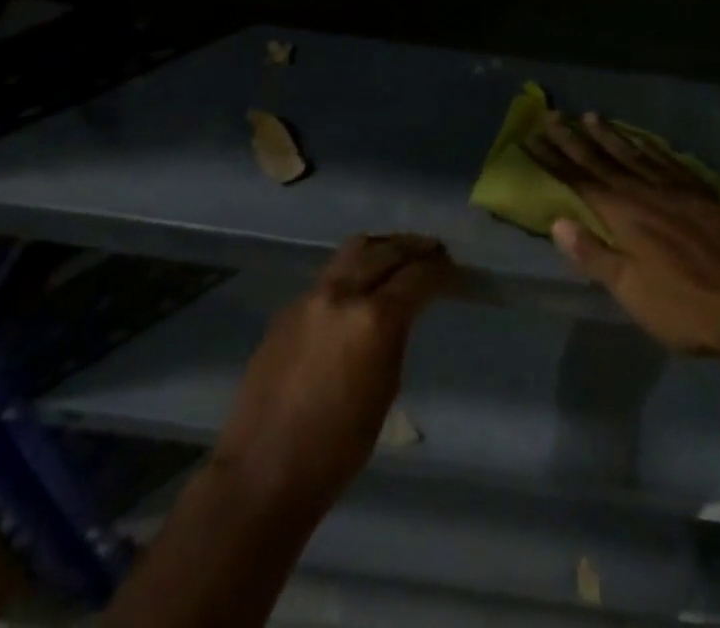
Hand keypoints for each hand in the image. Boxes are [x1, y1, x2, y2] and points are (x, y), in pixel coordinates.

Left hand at [211, 234, 452, 510]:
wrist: (264, 471)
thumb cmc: (338, 448)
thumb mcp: (386, 388)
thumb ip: (396, 336)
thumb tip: (401, 311)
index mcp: (374, 318)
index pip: (418, 276)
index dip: (441, 271)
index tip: (455, 271)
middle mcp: (343, 293)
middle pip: (386, 250)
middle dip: (414, 248)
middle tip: (434, 252)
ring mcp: (311, 295)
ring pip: (355, 249)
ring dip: (382, 248)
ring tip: (398, 255)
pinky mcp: (289, 307)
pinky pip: (330, 274)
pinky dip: (353, 269)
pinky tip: (360, 286)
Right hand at [525, 113, 719, 362]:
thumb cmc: (683, 305)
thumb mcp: (630, 290)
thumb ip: (594, 253)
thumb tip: (558, 221)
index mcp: (623, 214)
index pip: (578, 180)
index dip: (553, 160)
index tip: (531, 138)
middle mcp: (645, 192)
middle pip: (602, 161)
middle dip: (573, 139)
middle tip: (551, 115)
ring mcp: (677, 190)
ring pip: (635, 155)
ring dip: (610, 136)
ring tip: (591, 116)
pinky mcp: (703, 196)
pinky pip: (670, 162)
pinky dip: (651, 148)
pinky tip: (645, 142)